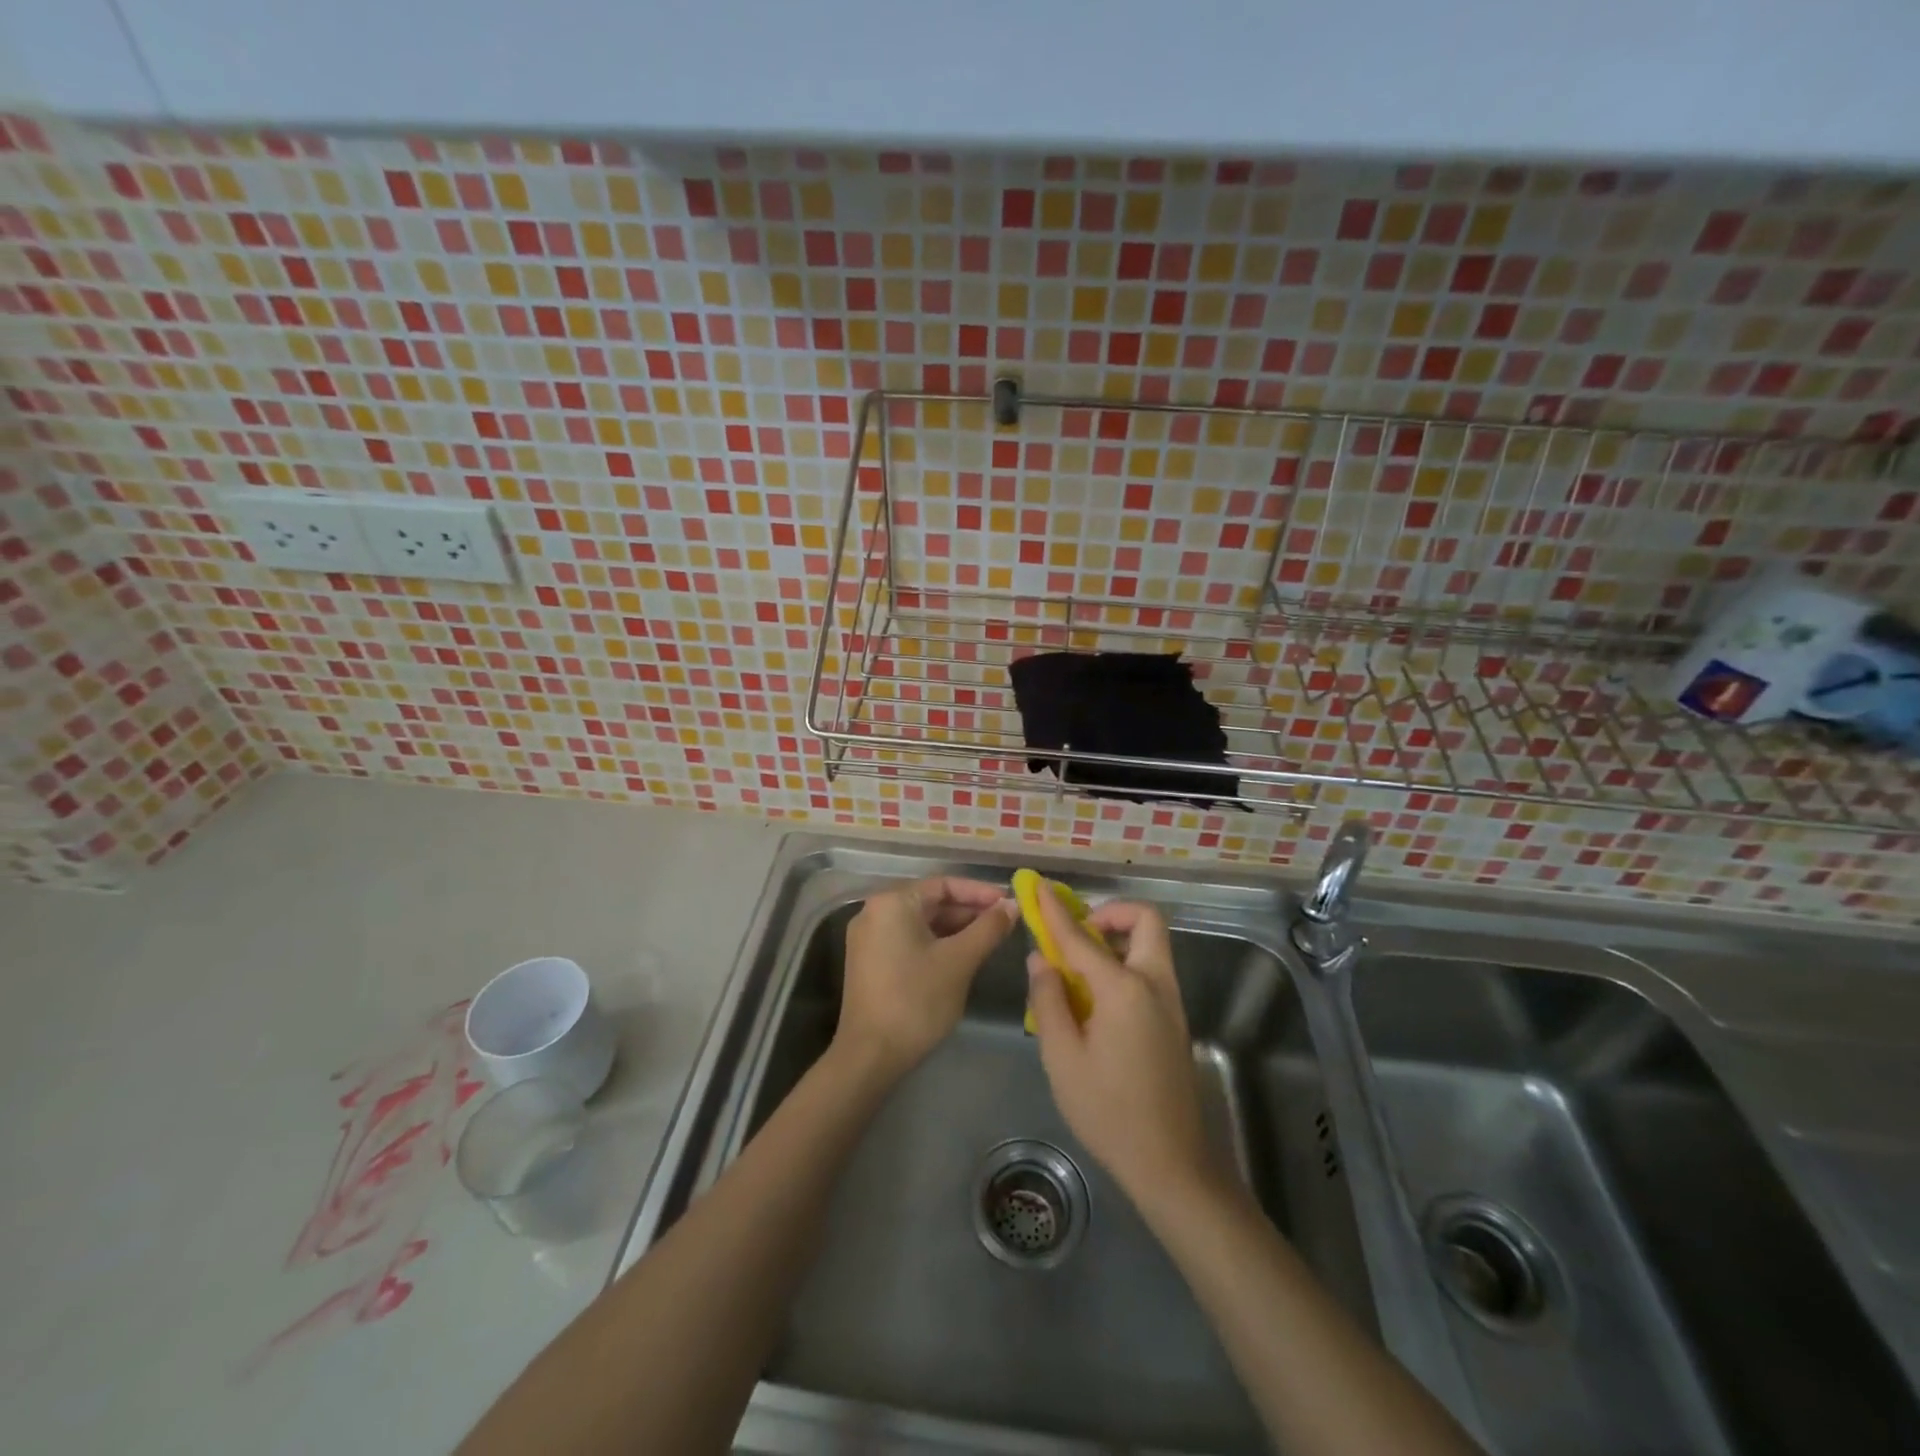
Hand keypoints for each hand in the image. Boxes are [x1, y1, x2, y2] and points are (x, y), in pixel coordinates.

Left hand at [836, 876, 1015, 1081]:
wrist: (870, 1056)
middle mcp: (875, 911)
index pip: (944, 884)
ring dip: (955, 929)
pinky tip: (962, 956)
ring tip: (990, 940)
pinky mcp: (870, 961)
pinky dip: (936, 944)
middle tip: (1005, 923)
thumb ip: (988, 928)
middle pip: (931, 901)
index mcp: (892, 902)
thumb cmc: (917, 1001)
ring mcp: (869, 938)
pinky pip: (909, 940)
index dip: (980, 892)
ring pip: (921, 922)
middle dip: (969, 911)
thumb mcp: (959, 961)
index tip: (1009, 903)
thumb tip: (1012, 905)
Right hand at [1025, 891, 1214, 1206]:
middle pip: (1145, 922)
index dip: (1056, 912)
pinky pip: (1151, 971)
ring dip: (1118, 939)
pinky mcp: (1175, 1021)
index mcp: (1124, 989)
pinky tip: (1097, 1000)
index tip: (1039, 888)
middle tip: (1077, 933)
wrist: (1171, 1163)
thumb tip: (1041, 960)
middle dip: (1110, 913)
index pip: (1082, 937)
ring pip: (1151, 945)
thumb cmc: (1108, 1112)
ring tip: (1079, 968)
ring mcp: (1171, 1002)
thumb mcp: (1062, 1058)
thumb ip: (1048, 1001)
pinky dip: (1125, 964)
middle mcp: (1155, 984)